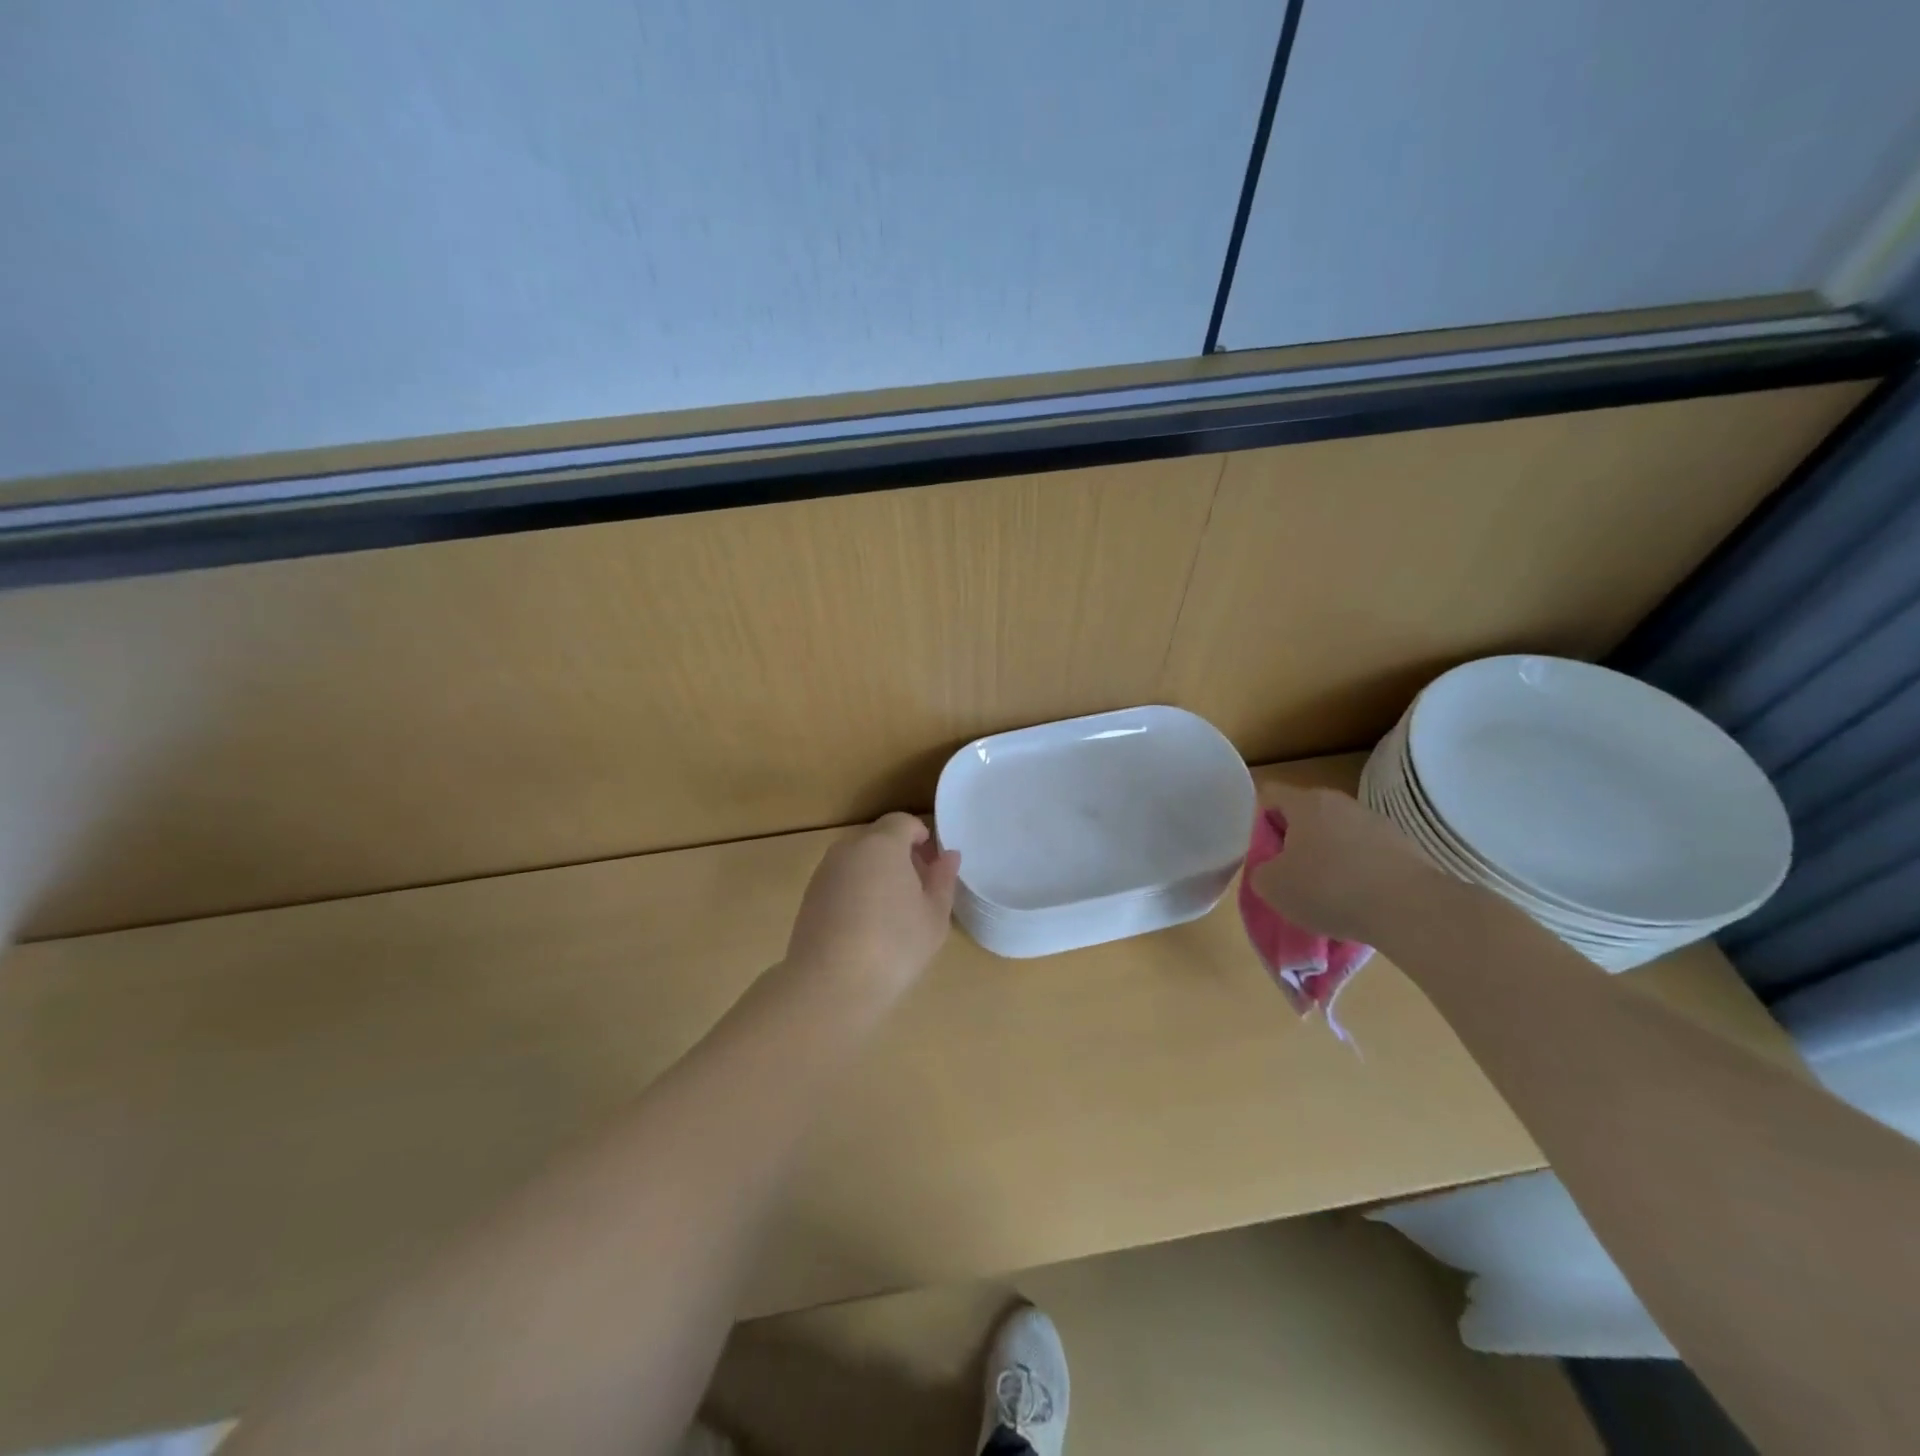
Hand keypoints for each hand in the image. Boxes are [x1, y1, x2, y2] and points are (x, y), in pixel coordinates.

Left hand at [784, 812, 960, 1007]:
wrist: (830, 985)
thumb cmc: (894, 946)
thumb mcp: (934, 916)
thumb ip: (942, 880)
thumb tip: (948, 856)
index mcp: (882, 844)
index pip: (902, 822)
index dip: (920, 837)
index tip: (932, 864)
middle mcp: (849, 849)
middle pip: (878, 840)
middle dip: (899, 856)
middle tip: (918, 890)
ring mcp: (824, 873)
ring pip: (858, 861)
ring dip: (876, 874)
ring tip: (892, 914)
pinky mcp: (809, 898)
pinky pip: (841, 882)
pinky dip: (856, 892)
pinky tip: (865, 928)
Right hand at [1250, 785, 1445, 944]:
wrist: (1410, 909)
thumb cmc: (1328, 888)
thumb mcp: (1272, 886)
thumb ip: (1261, 870)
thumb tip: (1273, 869)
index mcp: (1306, 802)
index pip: (1270, 795)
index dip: (1258, 821)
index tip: (1261, 853)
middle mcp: (1342, 803)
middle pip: (1306, 816)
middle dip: (1294, 842)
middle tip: (1289, 875)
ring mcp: (1378, 823)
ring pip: (1339, 836)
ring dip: (1329, 858)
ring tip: (1327, 896)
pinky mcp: (1405, 848)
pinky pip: (1368, 856)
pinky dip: (1358, 874)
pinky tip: (1358, 903)